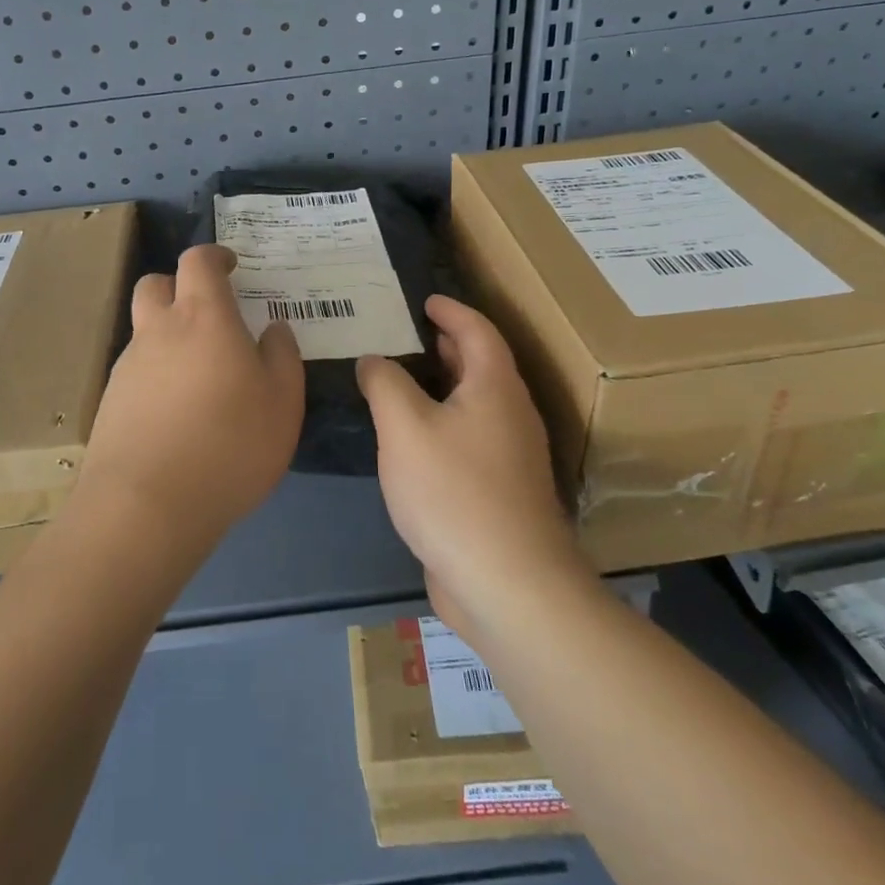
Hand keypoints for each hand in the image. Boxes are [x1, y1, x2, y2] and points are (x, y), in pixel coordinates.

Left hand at [81, 244, 304, 548]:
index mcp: (203, 318)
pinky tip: (175, 412)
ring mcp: (128, 367)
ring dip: (168, 334)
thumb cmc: (229, 446)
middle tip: (209, 312)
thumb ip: (283, 357)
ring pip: (144, 330)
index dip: (215, 256)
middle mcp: (158, 331)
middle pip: (155, 284)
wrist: (146, 505)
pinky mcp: (110, 402)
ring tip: (198, 374)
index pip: (198, 261)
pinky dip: (155, 374)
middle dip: (179, 286)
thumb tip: (274, 330)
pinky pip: (135, 370)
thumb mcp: (283, 403)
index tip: (232, 267)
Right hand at [357, 296, 580, 615]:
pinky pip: (472, 438)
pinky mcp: (501, 492)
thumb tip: (374, 360)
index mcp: (495, 388)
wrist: (507, 583)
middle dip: (451, 345)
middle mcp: (511, 415)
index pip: (478, 331)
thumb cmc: (454, 491)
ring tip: (408, 381)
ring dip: (448, 385)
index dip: (452, 311)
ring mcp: (511, 457)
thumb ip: (385, 384)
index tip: (426, 300)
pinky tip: (416, 442)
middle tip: (414, 334)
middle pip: (483, 366)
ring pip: (478, 404)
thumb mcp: (405, 427)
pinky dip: (446, 423)